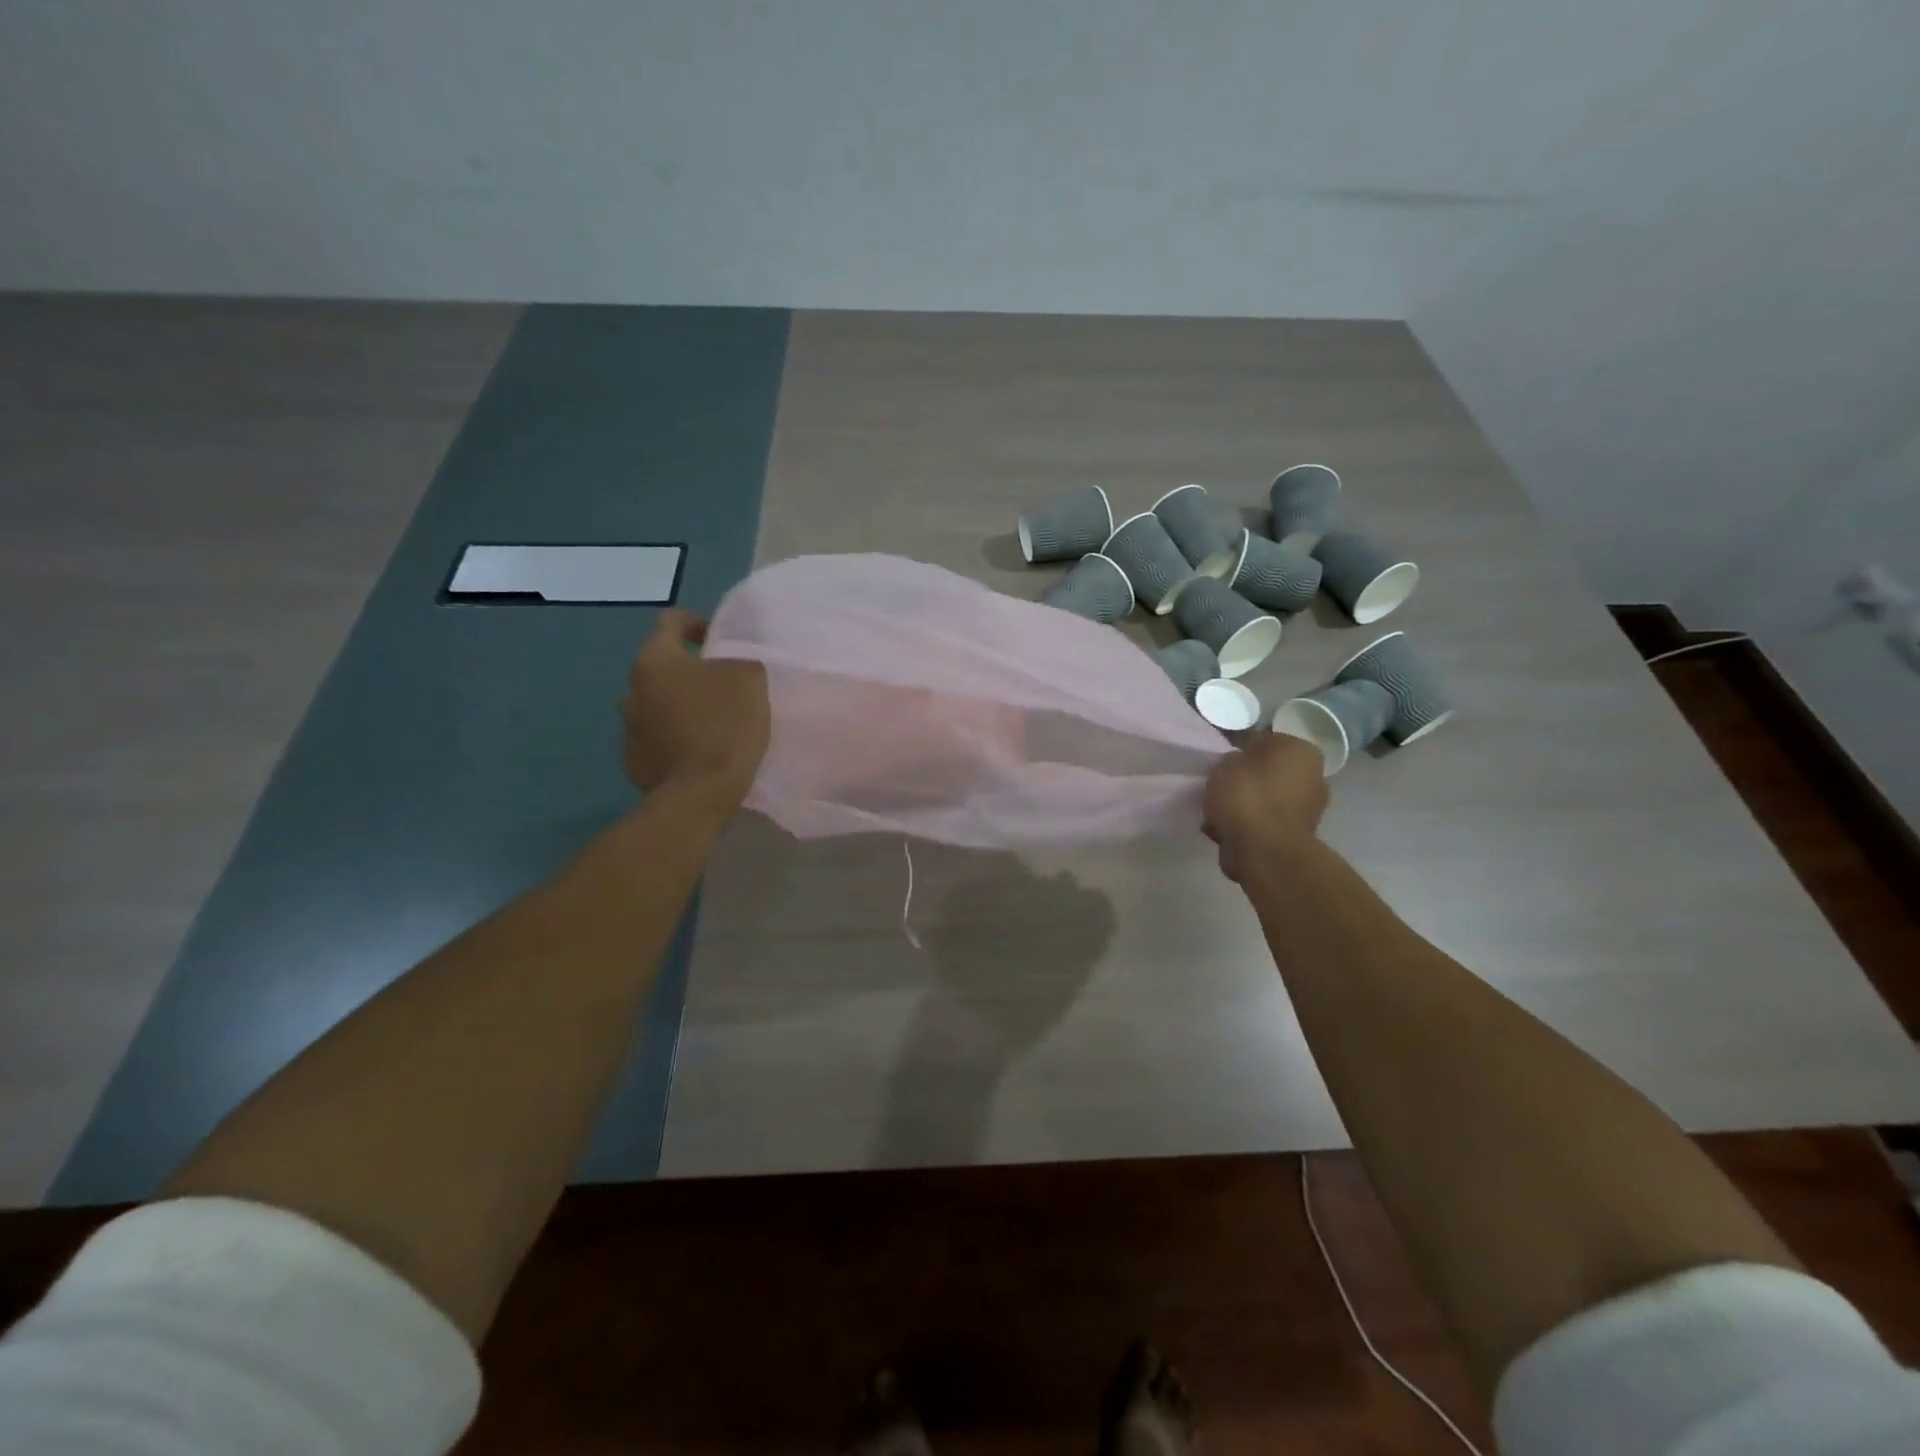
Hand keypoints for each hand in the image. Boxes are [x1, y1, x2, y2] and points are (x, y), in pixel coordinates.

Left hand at [619, 610, 769, 803]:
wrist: (699, 794)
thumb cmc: (724, 726)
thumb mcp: (748, 678)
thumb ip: (737, 659)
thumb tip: (727, 663)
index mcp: (655, 660)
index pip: (671, 622)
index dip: (697, 623)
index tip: (720, 639)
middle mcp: (631, 689)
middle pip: (663, 667)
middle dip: (690, 671)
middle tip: (722, 685)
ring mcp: (628, 728)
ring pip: (658, 704)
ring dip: (679, 705)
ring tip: (710, 721)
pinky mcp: (634, 761)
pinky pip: (656, 738)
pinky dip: (675, 737)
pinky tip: (698, 751)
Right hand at [1202, 734, 1329, 882]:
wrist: (1264, 852)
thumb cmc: (1247, 797)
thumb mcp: (1225, 764)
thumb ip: (1231, 760)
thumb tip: (1237, 766)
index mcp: (1300, 750)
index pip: (1264, 740)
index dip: (1238, 749)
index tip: (1219, 761)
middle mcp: (1313, 776)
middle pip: (1268, 772)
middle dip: (1245, 779)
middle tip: (1217, 786)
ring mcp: (1308, 809)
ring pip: (1265, 799)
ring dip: (1244, 805)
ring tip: (1216, 813)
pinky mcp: (1297, 836)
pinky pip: (1264, 823)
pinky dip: (1248, 826)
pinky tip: (1224, 831)